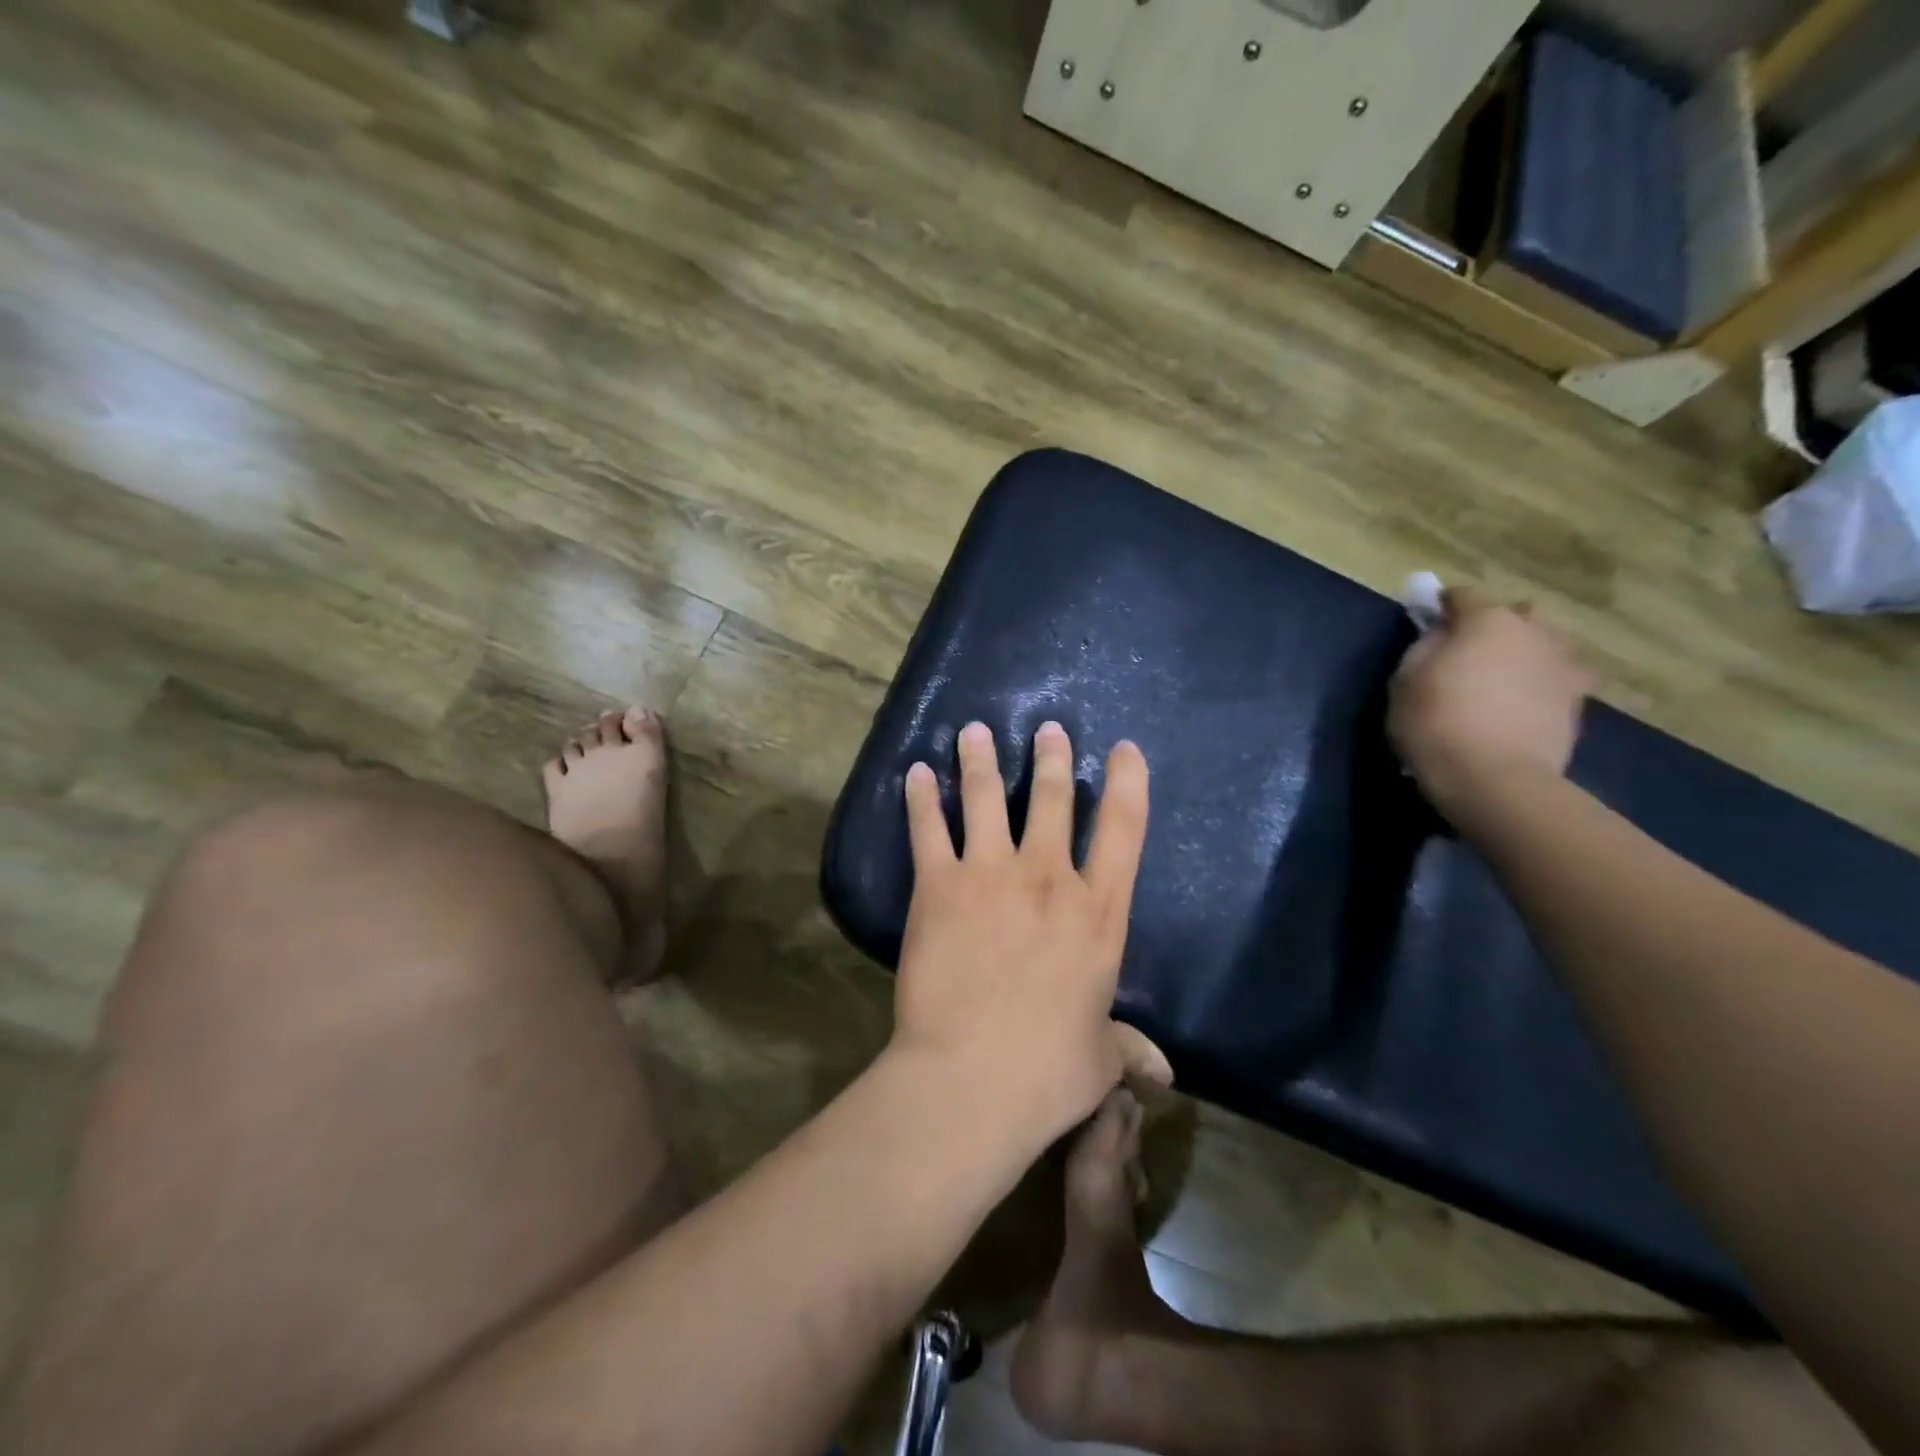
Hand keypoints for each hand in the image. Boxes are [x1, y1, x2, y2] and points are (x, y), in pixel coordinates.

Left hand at [892, 721, 1171, 1146]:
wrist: (970, 1078)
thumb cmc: (1047, 1071)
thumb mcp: (1099, 1058)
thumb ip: (1127, 1048)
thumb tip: (1162, 1071)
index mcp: (1098, 913)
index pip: (1124, 830)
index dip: (1128, 783)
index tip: (1124, 749)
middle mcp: (1048, 878)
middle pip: (1053, 800)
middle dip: (1051, 759)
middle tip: (1047, 730)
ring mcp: (990, 874)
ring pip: (987, 798)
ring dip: (980, 760)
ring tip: (974, 731)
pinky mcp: (939, 884)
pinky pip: (928, 827)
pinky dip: (921, 797)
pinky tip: (914, 773)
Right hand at [1388, 587, 1593, 817]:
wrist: (1495, 779)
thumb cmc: (1436, 723)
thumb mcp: (1405, 680)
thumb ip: (1425, 646)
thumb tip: (1442, 634)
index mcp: (1488, 620)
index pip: (1464, 595)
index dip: (1443, 605)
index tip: (1428, 619)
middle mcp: (1535, 632)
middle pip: (1516, 615)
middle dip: (1495, 625)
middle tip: (1470, 650)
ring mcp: (1565, 666)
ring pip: (1544, 645)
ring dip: (1524, 653)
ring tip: (1501, 678)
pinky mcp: (1579, 702)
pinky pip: (1556, 679)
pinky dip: (1539, 684)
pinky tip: (1520, 705)